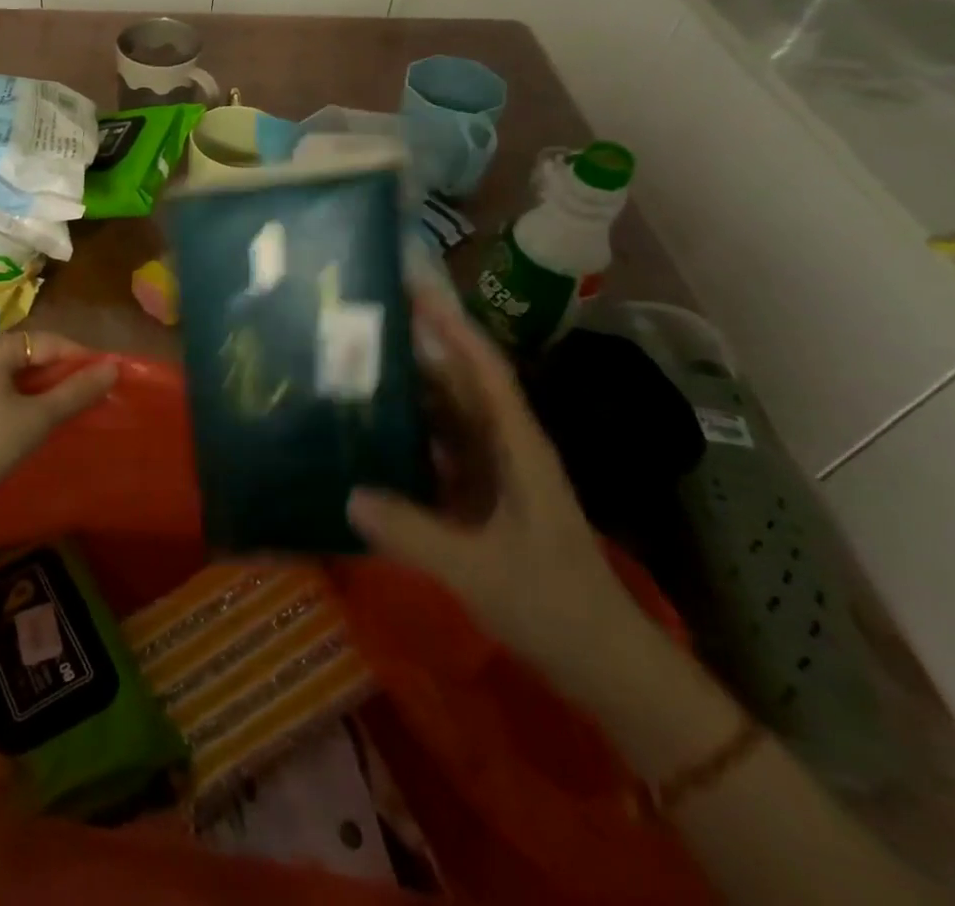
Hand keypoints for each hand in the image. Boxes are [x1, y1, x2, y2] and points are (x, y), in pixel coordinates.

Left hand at [0, 331, 117, 509]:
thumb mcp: (36, 418)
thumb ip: (75, 392)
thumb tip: (112, 368)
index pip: (52, 341)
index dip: (82, 359)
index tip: (109, 381)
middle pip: (36, 356)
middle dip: (66, 376)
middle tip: (95, 399)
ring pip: (22, 376)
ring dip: (49, 391)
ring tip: (74, 412)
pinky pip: (8, 392)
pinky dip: (29, 402)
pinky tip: (41, 423)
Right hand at [347, 282, 644, 683]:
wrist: (605, 665)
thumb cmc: (554, 606)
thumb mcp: (480, 571)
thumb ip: (414, 533)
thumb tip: (349, 495)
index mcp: (517, 446)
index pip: (483, 369)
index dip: (451, 326)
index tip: (412, 289)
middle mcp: (505, 447)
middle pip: (459, 383)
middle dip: (418, 349)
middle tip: (361, 325)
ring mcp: (494, 473)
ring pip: (447, 416)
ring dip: (409, 392)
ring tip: (355, 370)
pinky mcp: (481, 499)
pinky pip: (440, 452)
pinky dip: (409, 437)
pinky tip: (371, 438)